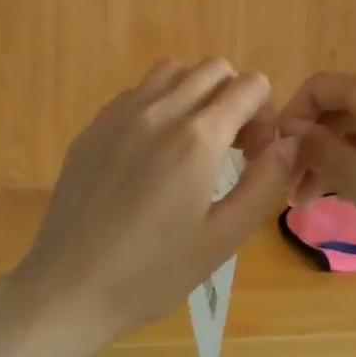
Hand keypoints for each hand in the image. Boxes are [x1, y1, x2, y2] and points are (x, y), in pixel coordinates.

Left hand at [12, 59, 296, 356]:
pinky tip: (151, 152)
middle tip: (229, 148)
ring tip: (192, 142)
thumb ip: (264, 183)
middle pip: (214, 69)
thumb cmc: (151, 273)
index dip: (265, 116)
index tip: (255, 156)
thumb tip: (287, 143)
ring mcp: (120, 114)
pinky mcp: (93, 126)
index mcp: (197, 138)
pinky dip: (158, 105)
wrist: (68, 287)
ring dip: (195, 94)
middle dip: (234, 98)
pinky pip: (137, 92)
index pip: (249, 86)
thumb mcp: (223, 239)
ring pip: (172, 71)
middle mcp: (159, 111)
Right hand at [279, 72, 355, 294]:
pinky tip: (351, 197)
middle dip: (310, 146)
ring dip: (333, 161)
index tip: (273, 157)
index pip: (319, 88)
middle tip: (290, 191)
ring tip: (311, 204)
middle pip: (340, 110)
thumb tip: (290, 130)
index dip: (290, 117)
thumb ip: (318, 148)